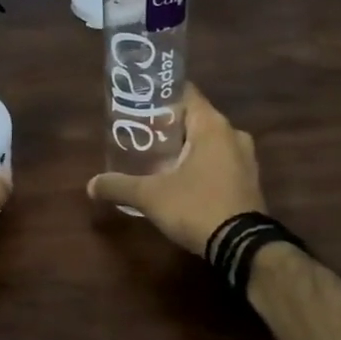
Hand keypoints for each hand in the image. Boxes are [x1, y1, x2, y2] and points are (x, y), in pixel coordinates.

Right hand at [86, 84, 264, 255]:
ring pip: (209, 141)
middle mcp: (233, 134)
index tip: (140, 102)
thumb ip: (120, 186)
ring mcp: (246, 158)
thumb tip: (91, 184)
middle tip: (141, 132)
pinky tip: (182, 179)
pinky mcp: (250, 180)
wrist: (242, 247)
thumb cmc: (197, 207)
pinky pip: (221, 160)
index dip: (162, 95)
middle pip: (195, 118)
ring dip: (186, 146)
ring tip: (158, 156)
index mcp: (212, 126)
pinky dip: (202, 163)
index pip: (186, 93)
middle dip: (169, 125)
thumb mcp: (151, 196)